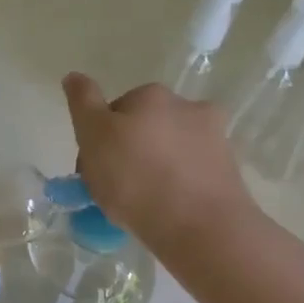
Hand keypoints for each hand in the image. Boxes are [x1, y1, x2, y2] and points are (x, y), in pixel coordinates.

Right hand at [62, 73, 251, 246]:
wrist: (198, 226)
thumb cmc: (135, 178)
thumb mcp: (94, 136)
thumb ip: (83, 104)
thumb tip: (74, 76)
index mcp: (151, 95)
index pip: (114, 112)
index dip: (99, 140)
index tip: (94, 170)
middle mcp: (187, 106)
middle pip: (145, 129)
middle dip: (130, 152)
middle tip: (115, 190)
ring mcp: (214, 138)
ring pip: (170, 152)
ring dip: (156, 169)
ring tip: (142, 206)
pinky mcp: (229, 171)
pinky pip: (191, 175)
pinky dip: (178, 187)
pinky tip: (167, 211)